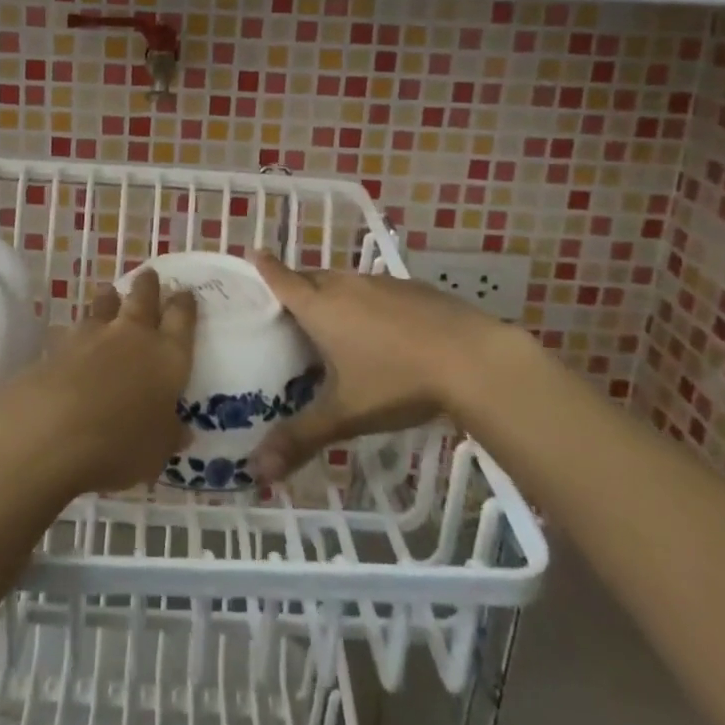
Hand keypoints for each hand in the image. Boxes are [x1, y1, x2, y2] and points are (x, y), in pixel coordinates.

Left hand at [0, 268, 195, 497]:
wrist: (53, 430)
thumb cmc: (121, 444)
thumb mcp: (157, 450)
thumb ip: (168, 434)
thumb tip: (181, 430)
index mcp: (167, 356)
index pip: (181, 320)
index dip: (184, 304)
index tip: (185, 292)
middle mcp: (132, 336)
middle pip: (143, 300)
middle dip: (148, 286)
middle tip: (149, 275)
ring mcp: (91, 337)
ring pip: (104, 306)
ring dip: (108, 299)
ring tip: (109, 292)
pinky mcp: (56, 347)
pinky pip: (70, 331)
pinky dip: (73, 331)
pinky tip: (68, 335)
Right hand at [247, 250, 512, 481]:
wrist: (473, 359)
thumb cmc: (397, 381)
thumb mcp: (345, 414)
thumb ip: (300, 439)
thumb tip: (256, 472)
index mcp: (321, 307)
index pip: (282, 279)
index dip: (264, 267)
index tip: (252, 252)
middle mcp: (346, 285)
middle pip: (312, 278)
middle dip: (296, 286)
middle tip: (286, 307)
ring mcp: (382, 284)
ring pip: (345, 282)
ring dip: (332, 295)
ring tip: (330, 321)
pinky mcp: (413, 289)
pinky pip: (376, 290)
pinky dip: (366, 303)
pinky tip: (382, 331)